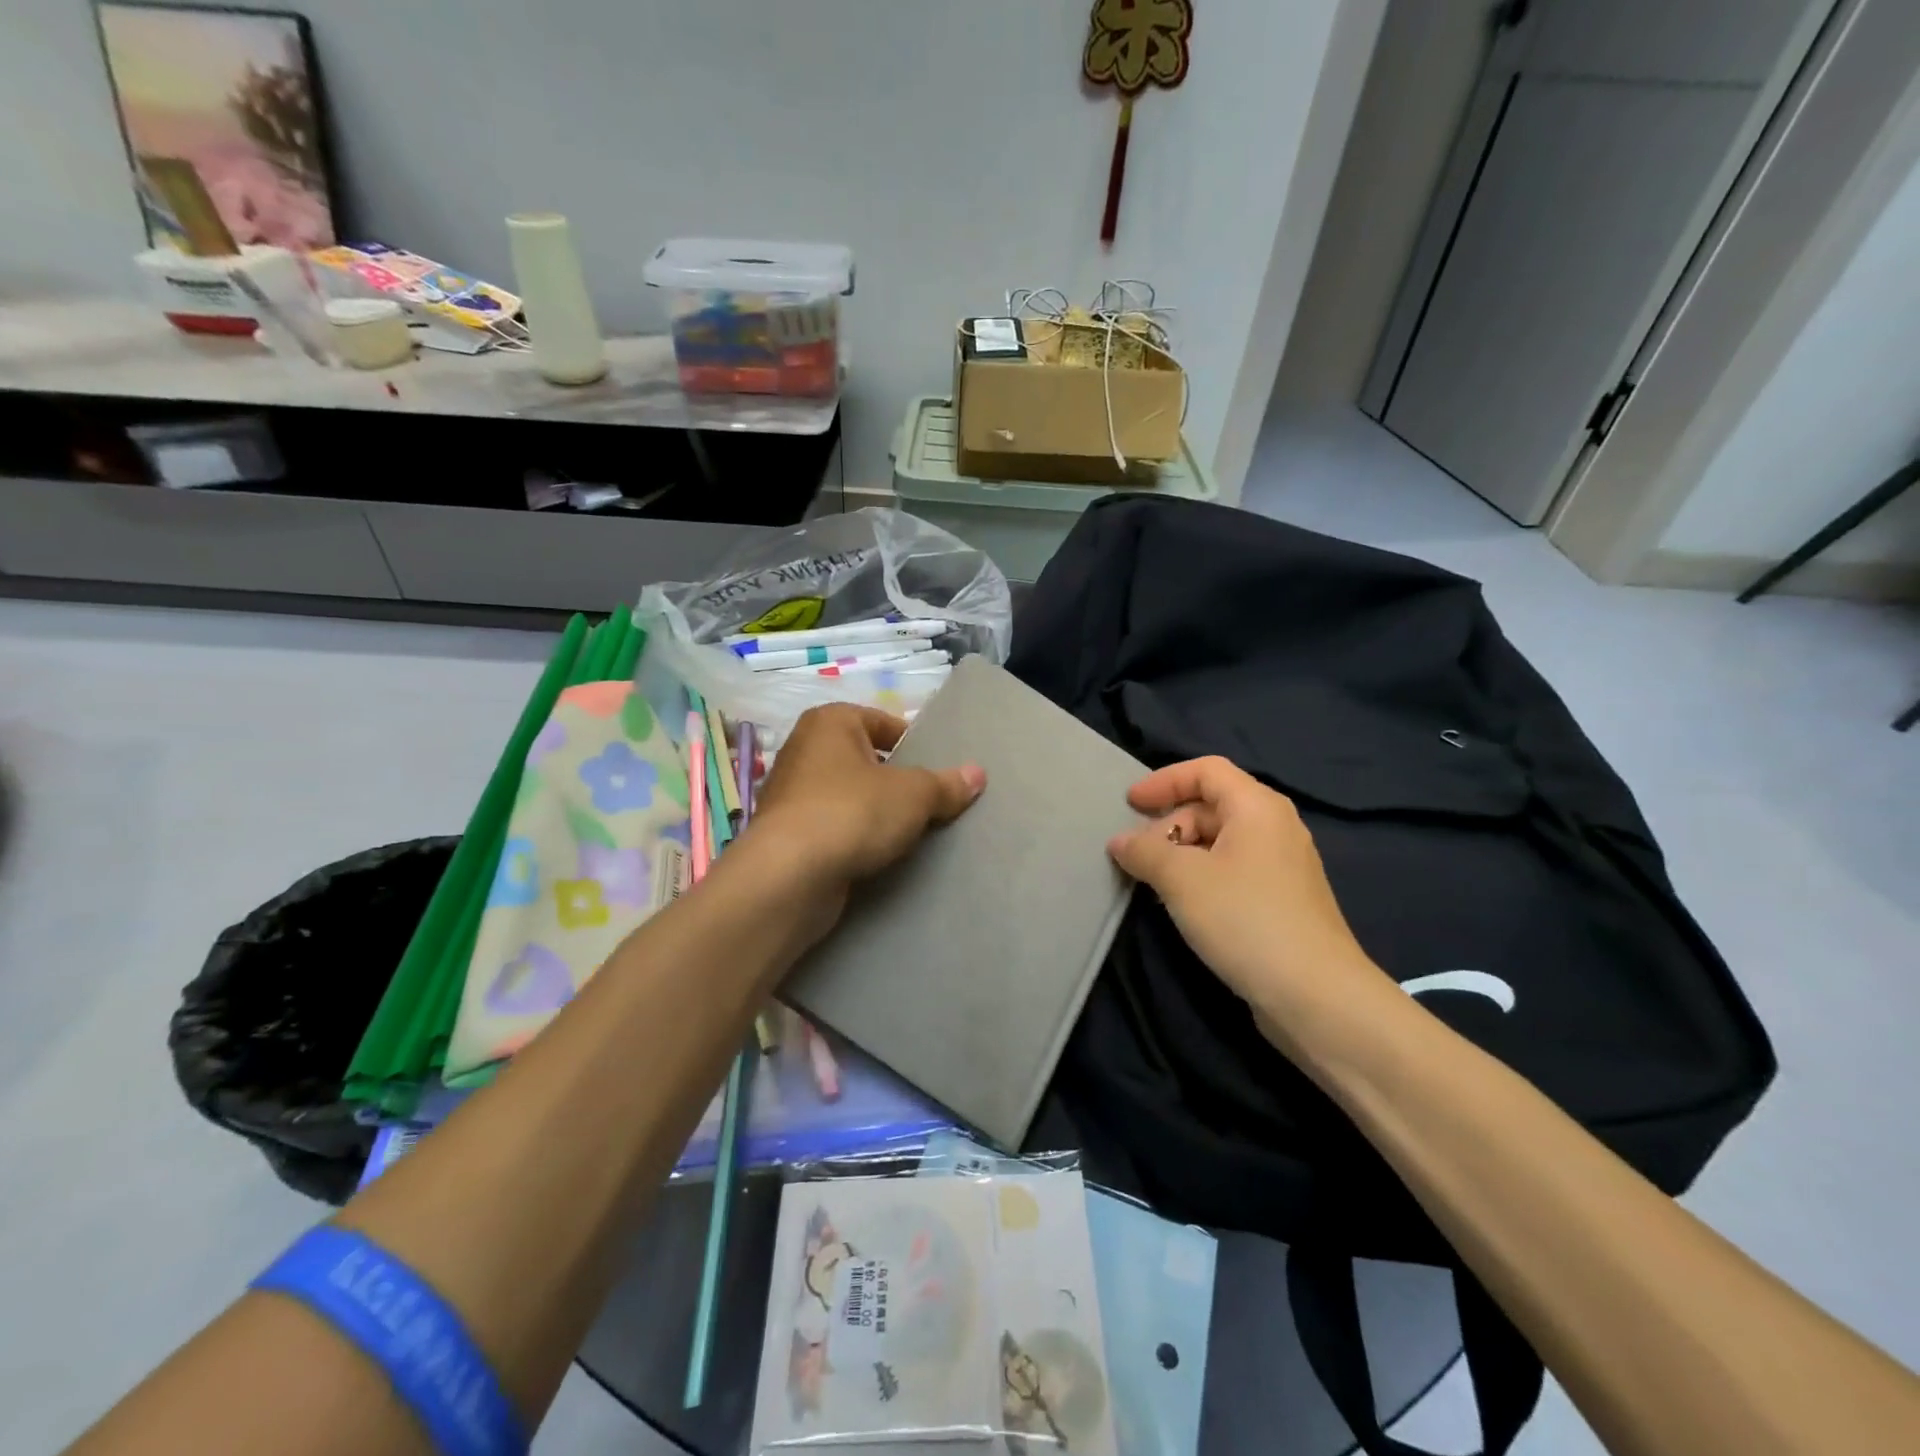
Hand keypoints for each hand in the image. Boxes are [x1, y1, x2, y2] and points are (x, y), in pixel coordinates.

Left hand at [747, 702, 984, 905]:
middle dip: (896, 781)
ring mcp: (791, 794)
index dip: (913, 743)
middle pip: (865, 760)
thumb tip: (977, 774)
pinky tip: (878, 855)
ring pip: (849, 796)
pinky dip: (854, 837)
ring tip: (910, 833)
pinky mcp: (787, 834)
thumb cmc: (853, 812)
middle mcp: (804, 750)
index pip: (882, 722)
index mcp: (830, 722)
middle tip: (931, 803)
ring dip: (875, 812)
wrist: (789, 876)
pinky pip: (833, 827)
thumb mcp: (914, 794)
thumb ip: (946, 784)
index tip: (938, 771)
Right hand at [1105, 757, 1395, 1054]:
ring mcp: (1282, 867)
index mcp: (1258, 807)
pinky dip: (1202, 877)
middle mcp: (1275, 827)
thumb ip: (1145, 851)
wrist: (1317, 996)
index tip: (1129, 804)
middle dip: (1168, 823)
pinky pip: (1233, 871)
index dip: (1164, 780)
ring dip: (1181, 853)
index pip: (1206, 770)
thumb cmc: (1245, 919)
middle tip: (1136, 855)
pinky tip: (1183, 905)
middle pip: (1212, 806)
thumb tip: (1119, 841)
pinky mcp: (1282, 901)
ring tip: (1153, 882)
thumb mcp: (1182, 879)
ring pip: (1221, 842)